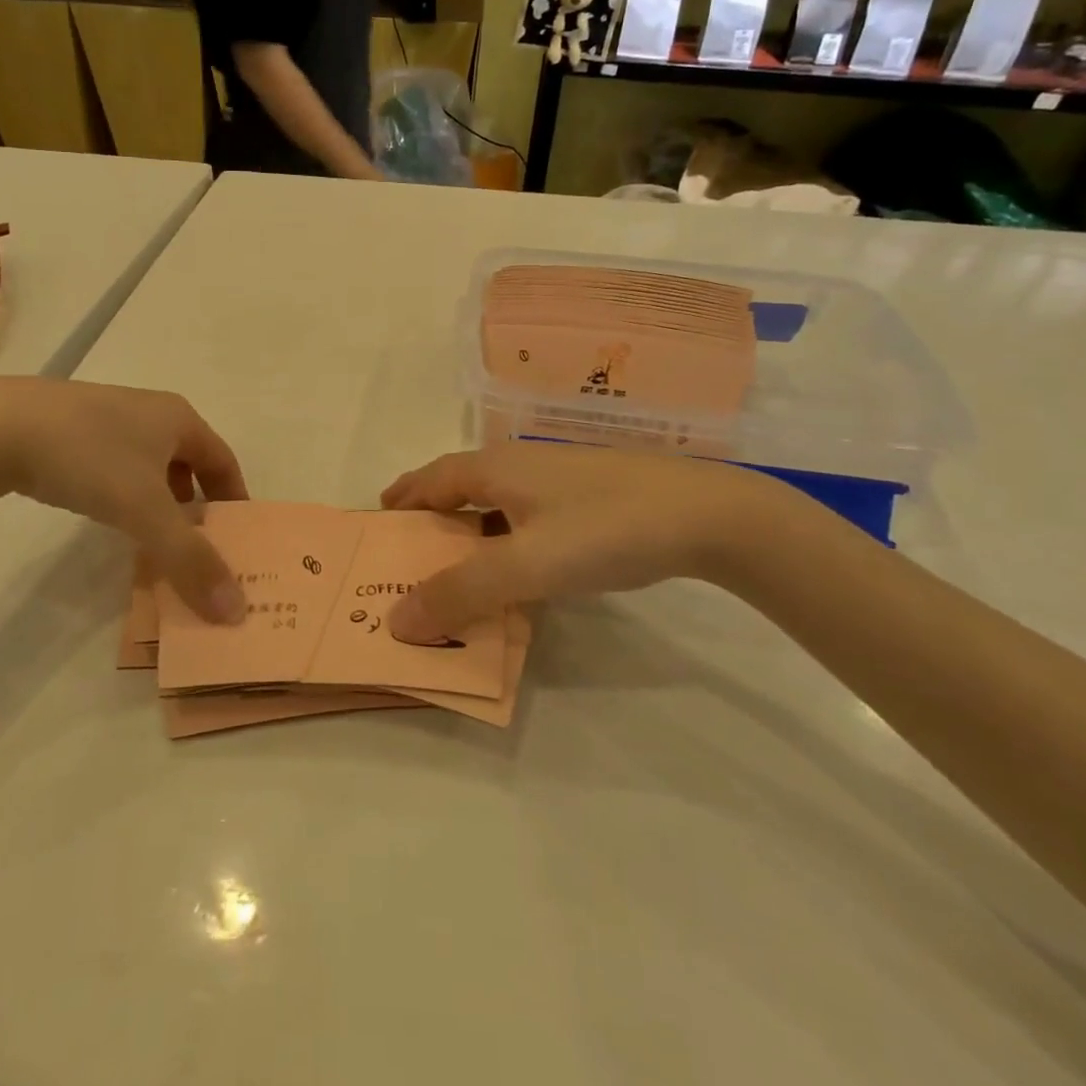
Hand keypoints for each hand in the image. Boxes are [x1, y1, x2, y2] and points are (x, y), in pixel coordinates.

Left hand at [0, 378, 249, 620]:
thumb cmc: (88, 458)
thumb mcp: (145, 511)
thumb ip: (190, 560)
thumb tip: (235, 610)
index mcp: (178, 418)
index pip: (224, 461)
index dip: (234, 500)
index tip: (236, 540)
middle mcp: (149, 410)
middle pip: (189, 462)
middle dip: (196, 505)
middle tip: (196, 547)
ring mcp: (107, 414)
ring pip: (149, 464)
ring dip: (159, 501)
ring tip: (152, 539)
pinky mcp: (70, 426)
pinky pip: (115, 463)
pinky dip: (124, 492)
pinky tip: (106, 515)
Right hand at [378, 444, 791, 641]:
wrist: (707, 515)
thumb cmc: (604, 529)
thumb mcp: (526, 565)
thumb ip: (460, 593)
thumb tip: (396, 621)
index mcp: (494, 468)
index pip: (430, 478)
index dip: (402, 498)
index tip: (378, 521)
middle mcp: (519, 464)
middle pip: (459, 486)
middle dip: (430, 516)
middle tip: (410, 552)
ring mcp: (558, 478)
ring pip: (496, 502)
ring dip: (468, 530)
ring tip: (456, 565)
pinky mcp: (588, 495)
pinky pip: (526, 515)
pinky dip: (505, 538)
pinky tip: (520, 567)